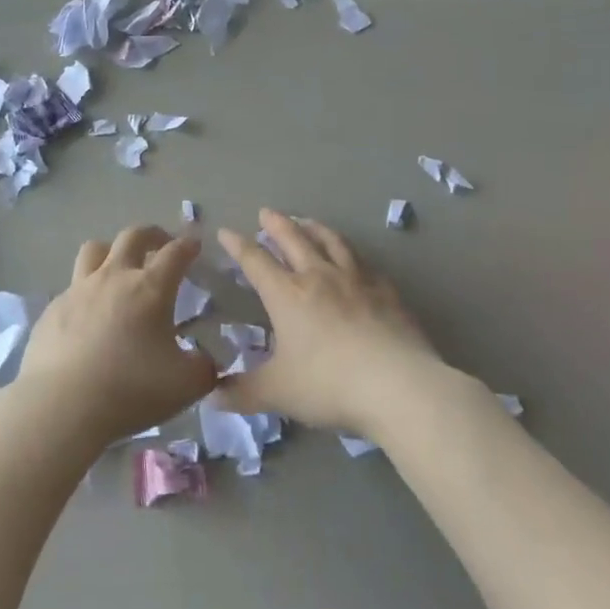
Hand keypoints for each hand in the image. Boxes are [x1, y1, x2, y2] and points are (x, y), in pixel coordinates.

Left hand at [16, 225, 218, 445]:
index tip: (195, 244)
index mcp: (150, 288)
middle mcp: (114, 277)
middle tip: (161, 244)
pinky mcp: (53, 309)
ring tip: (119, 267)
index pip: (175, 253)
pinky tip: (88, 316)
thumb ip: (205, 368)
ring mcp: (79, 290)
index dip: (188, 245)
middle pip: (132, 236)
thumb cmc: (130, 390)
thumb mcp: (185, 386)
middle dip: (152, 234)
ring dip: (111, 251)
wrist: (61, 406)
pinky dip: (85, 292)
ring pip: (95, 250)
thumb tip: (207, 360)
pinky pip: (72, 287)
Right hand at [215, 208, 442, 434]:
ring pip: (331, 242)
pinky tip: (355, 258)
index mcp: (287, 294)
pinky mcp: (386, 292)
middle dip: (276, 224)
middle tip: (266, 212)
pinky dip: (353, 254)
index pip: (256, 261)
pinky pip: (365, 263)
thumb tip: (212, 396)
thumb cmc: (329, 384)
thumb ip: (243, 393)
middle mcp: (319, 277)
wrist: (397, 385)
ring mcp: (356, 280)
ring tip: (307, 221)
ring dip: (314, 228)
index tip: (226, 231)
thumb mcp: (278, 393)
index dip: (238, 245)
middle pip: (294, 239)